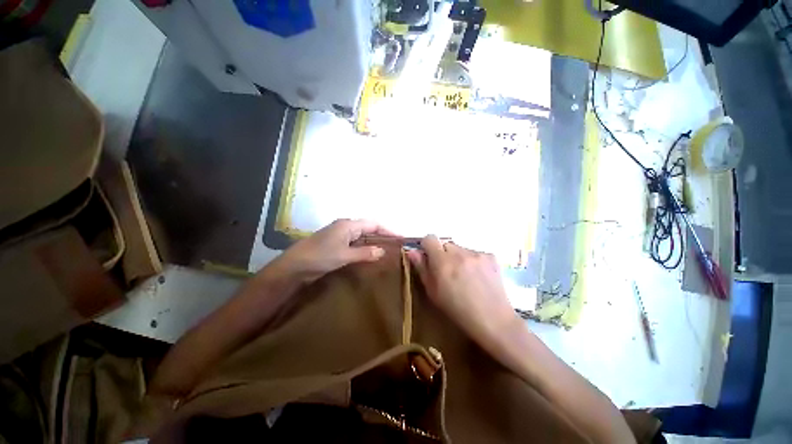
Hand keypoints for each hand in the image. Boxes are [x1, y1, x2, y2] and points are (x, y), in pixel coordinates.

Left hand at [269, 219, 392, 283]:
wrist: (293, 267)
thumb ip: (365, 253)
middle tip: (396, 246)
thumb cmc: (319, 257)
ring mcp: (340, 236)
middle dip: (382, 236)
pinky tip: (370, 256)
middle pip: (369, 229)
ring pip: (362, 237)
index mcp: (348, 225)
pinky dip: (365, 249)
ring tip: (387, 251)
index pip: (374, 224)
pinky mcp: (336, 245)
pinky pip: (355, 244)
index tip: (400, 238)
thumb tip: (383, 251)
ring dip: (374, 243)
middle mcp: (346, 227)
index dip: (388, 230)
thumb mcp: (344, 255)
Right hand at [407, 235, 521, 351]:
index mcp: (443, 262)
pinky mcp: (490, 256)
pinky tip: (477, 276)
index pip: (430, 238)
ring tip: (464, 276)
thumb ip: (422, 268)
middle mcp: (459, 253)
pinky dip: (472, 261)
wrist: (493, 319)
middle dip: (443, 254)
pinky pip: (474, 253)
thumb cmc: (457, 310)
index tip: (429, 257)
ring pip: (460, 248)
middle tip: (447, 270)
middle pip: (445, 243)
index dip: (427, 246)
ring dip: (458, 257)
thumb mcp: (433, 292)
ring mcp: (477, 253)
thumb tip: (412, 252)